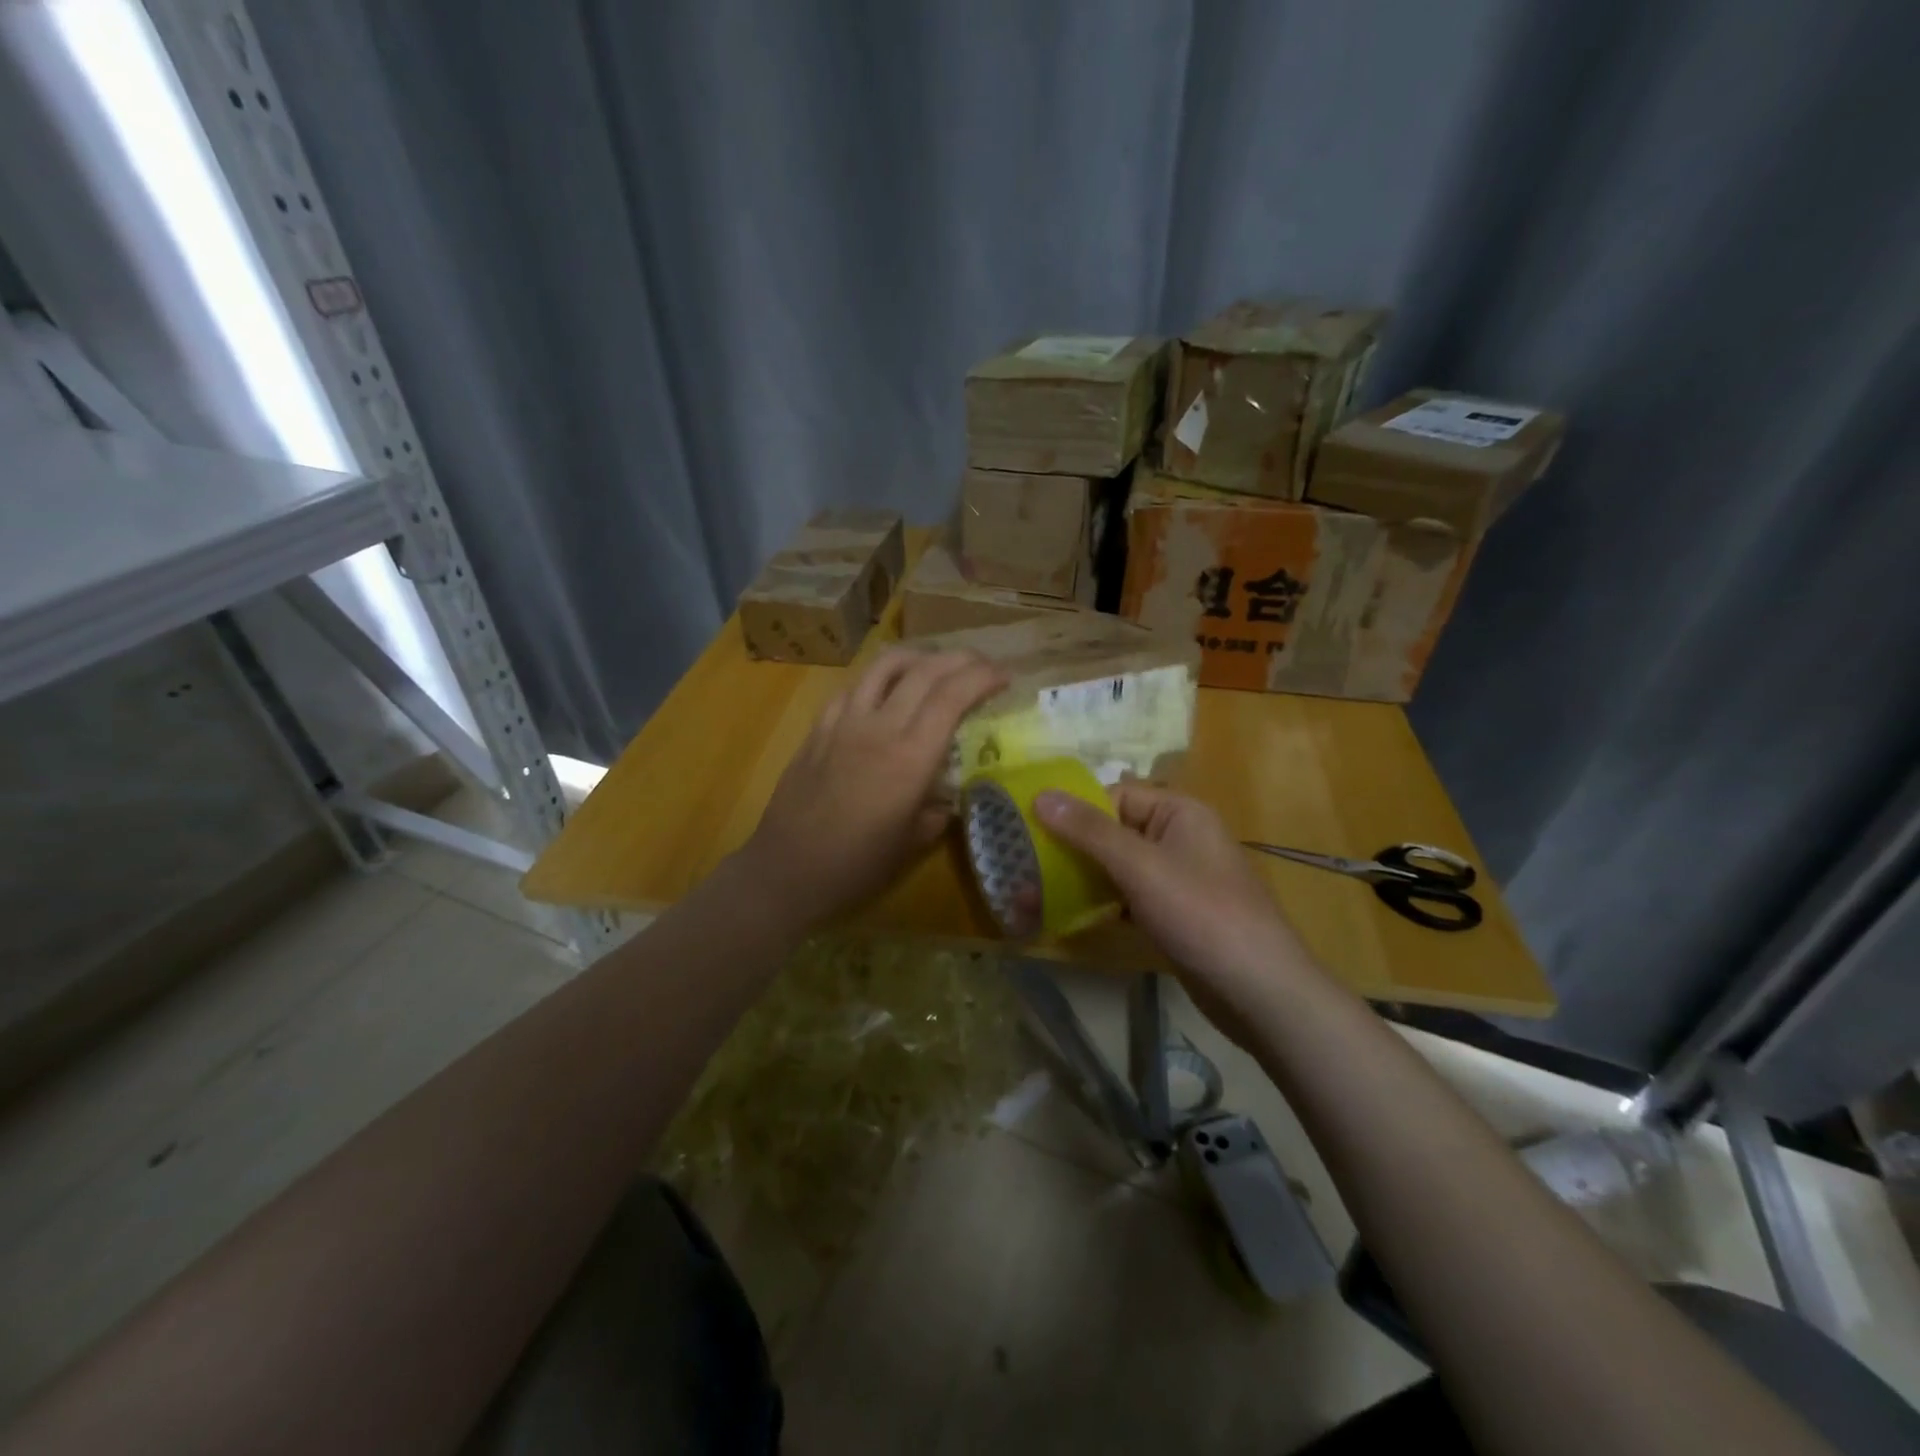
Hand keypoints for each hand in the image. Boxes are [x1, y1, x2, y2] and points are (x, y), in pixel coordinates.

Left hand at [741, 648, 1005, 927]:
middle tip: (982, 666)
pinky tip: (888, 691)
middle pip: (925, 670)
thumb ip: (939, 809)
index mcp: (910, 758)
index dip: (983, 677)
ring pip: (885, 665)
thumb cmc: (856, 866)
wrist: (786, 870)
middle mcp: (879, 727)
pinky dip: (881, 677)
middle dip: (961, 659)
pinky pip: (854, 686)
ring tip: (938, 665)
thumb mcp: (913, 844)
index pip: (952, 696)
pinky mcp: (818, 727)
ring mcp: (843, 722)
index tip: (1005, 677)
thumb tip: (950, 792)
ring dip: (920, 656)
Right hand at [1034, 784, 1321, 1033]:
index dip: (1074, 810)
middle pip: (1113, 830)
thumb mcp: (1141, 867)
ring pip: (1117, 866)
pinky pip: (1128, 896)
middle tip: (1025, 867)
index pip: (1114, 795)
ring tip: (1034, 894)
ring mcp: (1177, 877)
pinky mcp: (1173, 913)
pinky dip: (1100, 903)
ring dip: (1081, 878)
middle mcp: (1179, 837)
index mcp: (1179, 812)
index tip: (1030, 830)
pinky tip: (1068, 917)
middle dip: (1071, 848)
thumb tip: (1041, 795)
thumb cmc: (1201, 915)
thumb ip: (1090, 831)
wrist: (1260, 993)